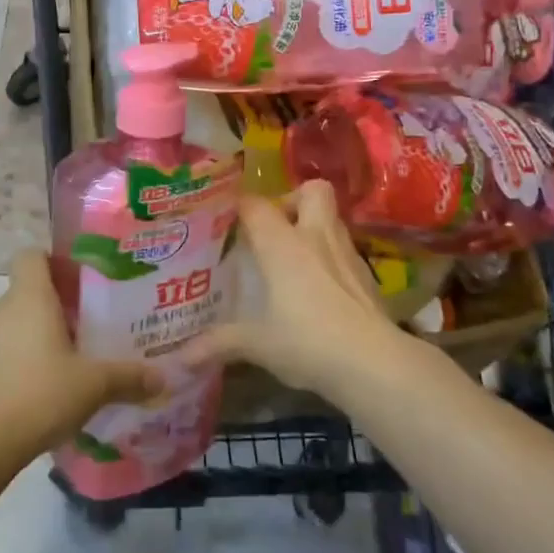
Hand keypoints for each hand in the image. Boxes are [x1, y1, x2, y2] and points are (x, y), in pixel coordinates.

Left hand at [0, 250, 163, 460]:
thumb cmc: (39, 395)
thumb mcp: (94, 385)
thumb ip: (129, 378)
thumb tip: (165, 378)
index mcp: (30, 297)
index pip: (33, 255)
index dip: (55, 262)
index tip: (81, 282)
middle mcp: (0, 309)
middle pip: (27, 292)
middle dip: (56, 306)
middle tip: (88, 327)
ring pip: (13, 324)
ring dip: (36, 336)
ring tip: (66, 362)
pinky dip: (17, 362)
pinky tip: (39, 391)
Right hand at [188, 181, 405, 395]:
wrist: (374, 363)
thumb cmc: (308, 342)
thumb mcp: (258, 345)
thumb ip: (219, 344)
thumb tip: (179, 359)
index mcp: (283, 244)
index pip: (256, 205)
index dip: (239, 205)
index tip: (225, 217)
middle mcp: (316, 237)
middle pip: (313, 190)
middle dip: (293, 199)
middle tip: (274, 228)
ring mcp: (347, 253)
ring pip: (332, 218)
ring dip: (314, 227)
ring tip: (294, 256)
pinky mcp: (367, 275)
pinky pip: (344, 250)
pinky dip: (331, 257)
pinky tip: (320, 286)